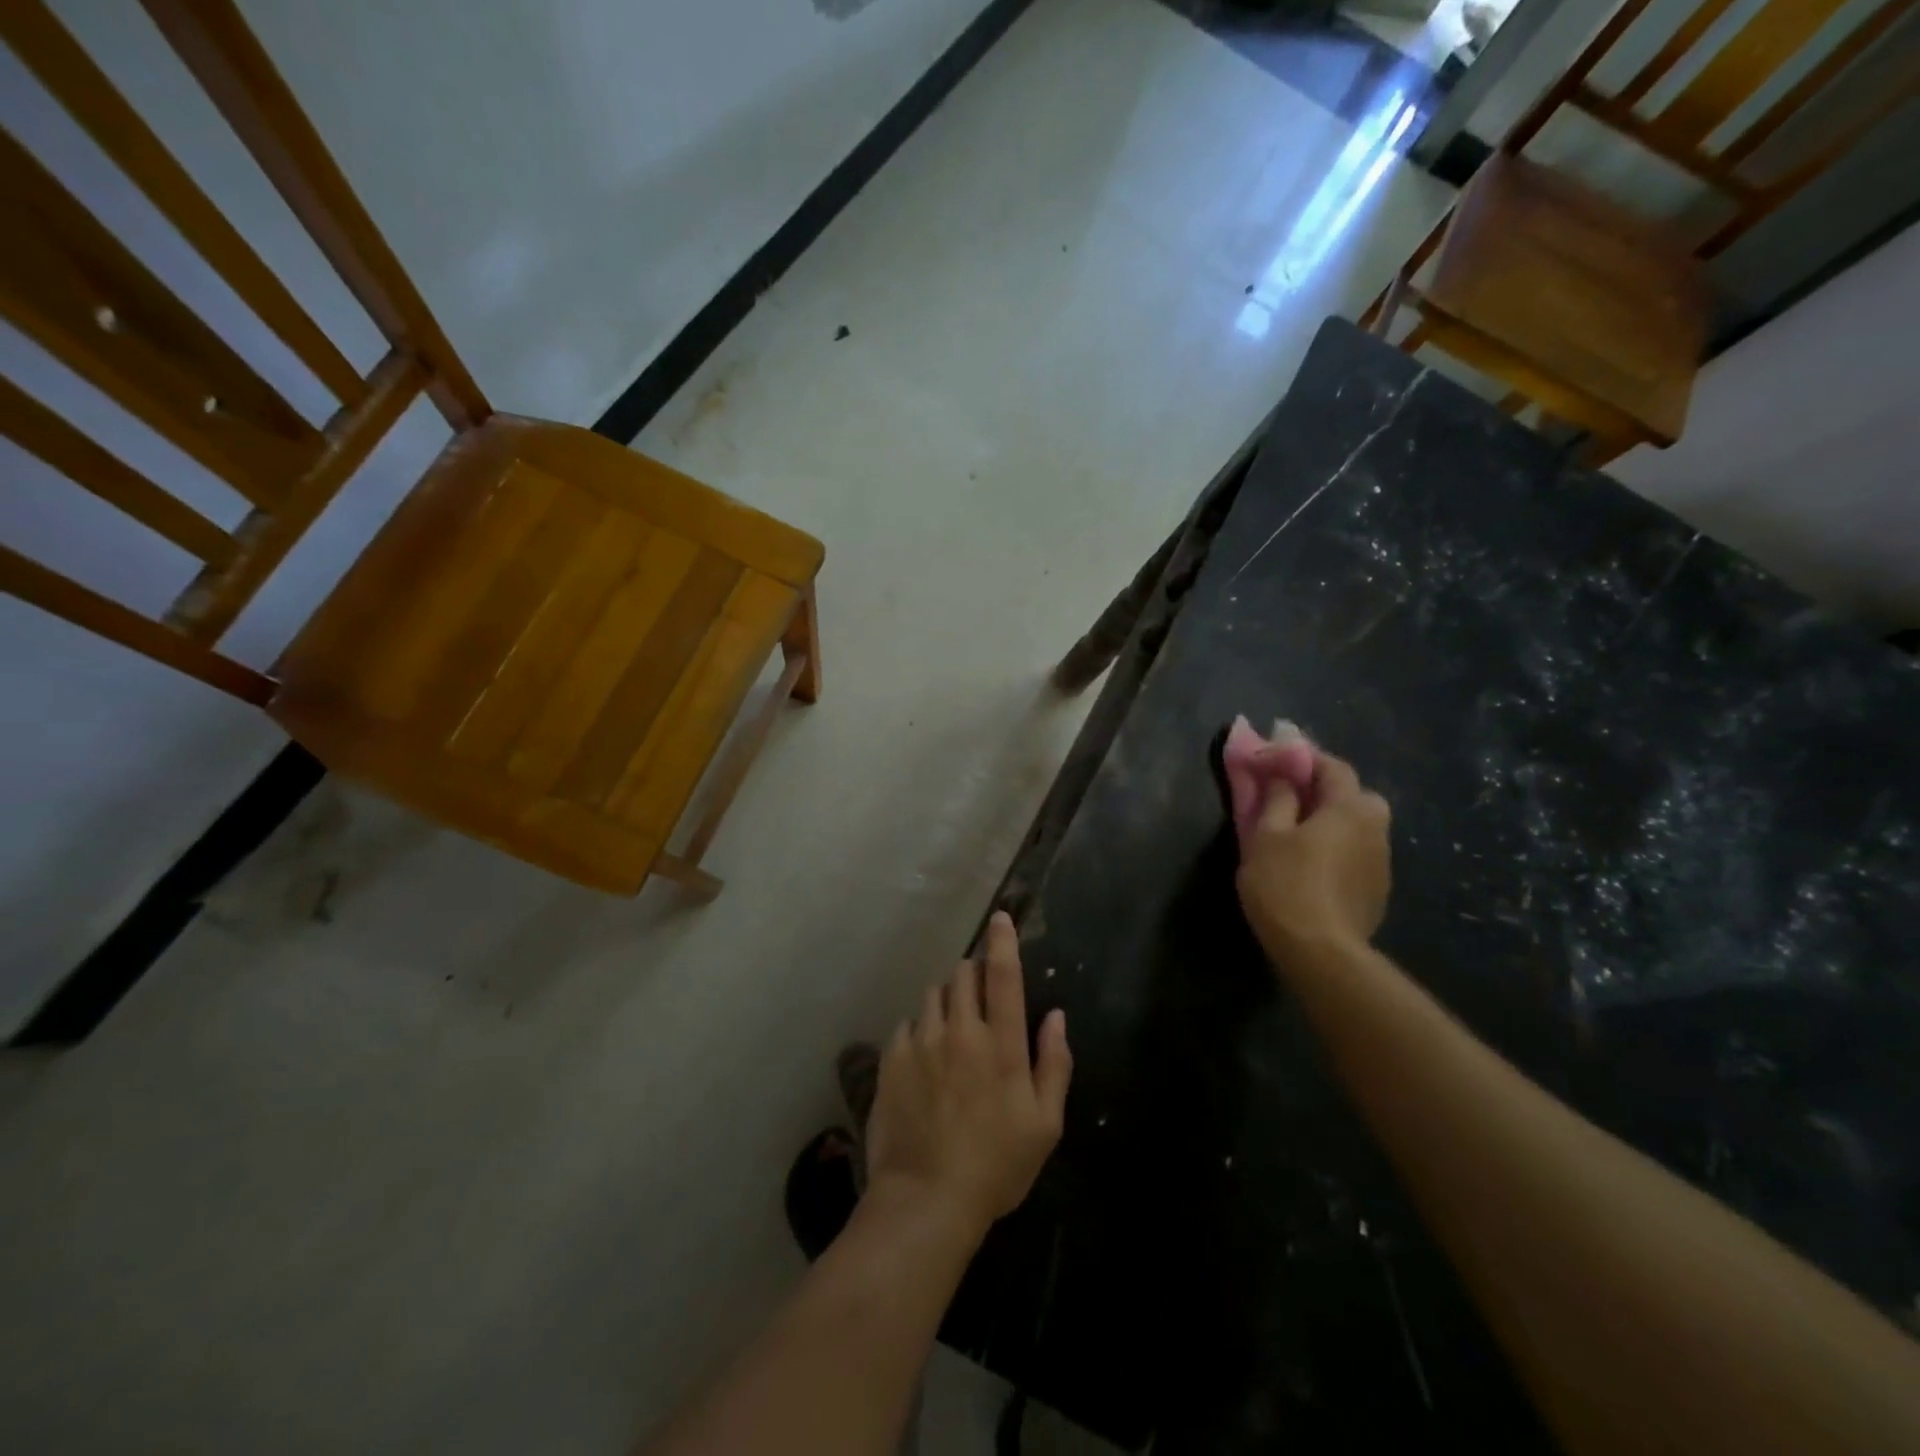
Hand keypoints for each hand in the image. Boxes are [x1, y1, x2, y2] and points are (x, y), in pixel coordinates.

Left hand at [865, 913, 1072, 1241]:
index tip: (1000, 919)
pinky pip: (908, 1023)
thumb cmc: (996, 1166)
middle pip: (964, 973)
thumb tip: (1057, 1016)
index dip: (1004, 941)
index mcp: (1003, 1045)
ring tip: (952, 1029)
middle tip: (981, 997)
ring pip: (934, 993)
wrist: (926, 1199)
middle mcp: (961, 1031)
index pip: (1005, 976)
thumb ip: (1055, 1064)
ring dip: (947, 999)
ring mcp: (922, 1042)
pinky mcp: (892, 1058)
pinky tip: (924, 1057)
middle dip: (974, 973)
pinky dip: (920, 1029)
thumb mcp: (1045, 1125)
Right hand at [1236, 749, 1391, 966]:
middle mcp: (1375, 827)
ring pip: (1356, 826)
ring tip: (1298, 833)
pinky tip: (1313, 865)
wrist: (1320, 951)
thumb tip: (1281, 775)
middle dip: (1324, 790)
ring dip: (1331, 821)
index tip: (1277, 757)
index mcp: (1350, 807)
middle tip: (1290, 797)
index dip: (1304, 757)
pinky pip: (1356, 853)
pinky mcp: (1378, 889)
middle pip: (1353, 795)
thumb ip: (1277, 799)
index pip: (1332, 766)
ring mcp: (1381, 861)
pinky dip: (1337, 848)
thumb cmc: (1286, 884)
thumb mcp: (1266, 836)